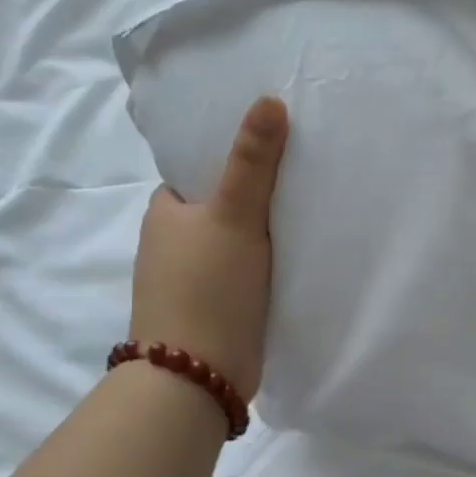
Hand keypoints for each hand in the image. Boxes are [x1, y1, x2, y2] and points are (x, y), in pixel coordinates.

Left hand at [129, 96, 288, 398]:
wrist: (197, 377)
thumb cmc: (208, 287)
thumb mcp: (233, 215)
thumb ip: (252, 160)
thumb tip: (268, 99)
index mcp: (165, 213)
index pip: (198, 169)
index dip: (232, 154)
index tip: (275, 143)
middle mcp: (172, 243)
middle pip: (220, 204)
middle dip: (255, 193)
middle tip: (304, 172)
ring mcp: (192, 279)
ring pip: (234, 241)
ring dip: (262, 231)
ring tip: (311, 207)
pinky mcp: (214, 309)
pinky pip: (244, 272)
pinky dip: (265, 263)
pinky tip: (298, 255)